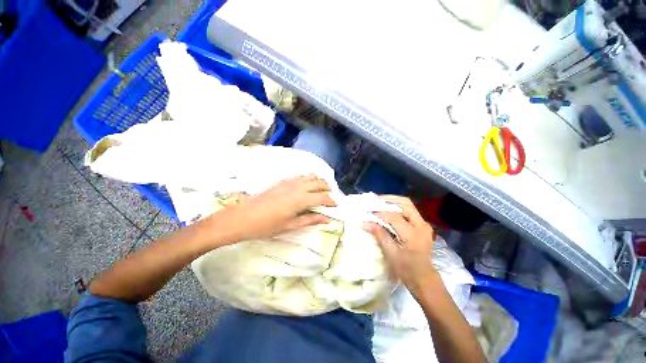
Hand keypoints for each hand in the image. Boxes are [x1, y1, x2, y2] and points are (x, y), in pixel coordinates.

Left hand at [218, 174, 335, 241]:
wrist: (243, 217)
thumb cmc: (267, 225)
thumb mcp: (290, 225)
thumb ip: (310, 220)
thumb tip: (327, 219)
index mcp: (300, 199)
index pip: (322, 197)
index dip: (331, 201)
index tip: (335, 206)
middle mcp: (298, 187)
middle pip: (319, 183)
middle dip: (328, 189)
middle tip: (330, 198)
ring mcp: (290, 182)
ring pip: (311, 176)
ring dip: (319, 182)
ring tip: (321, 191)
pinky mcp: (283, 181)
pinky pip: (301, 176)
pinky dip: (309, 179)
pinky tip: (307, 186)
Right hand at [362, 195, 436, 297]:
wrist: (424, 278)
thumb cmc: (406, 269)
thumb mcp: (391, 253)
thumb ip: (379, 234)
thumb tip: (364, 223)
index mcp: (413, 235)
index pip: (394, 217)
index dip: (380, 213)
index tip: (368, 212)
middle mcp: (421, 225)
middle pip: (406, 204)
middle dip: (389, 200)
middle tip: (375, 200)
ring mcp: (423, 224)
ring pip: (408, 205)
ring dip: (393, 202)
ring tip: (379, 202)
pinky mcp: (422, 225)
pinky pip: (409, 211)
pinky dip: (397, 207)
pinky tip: (387, 210)